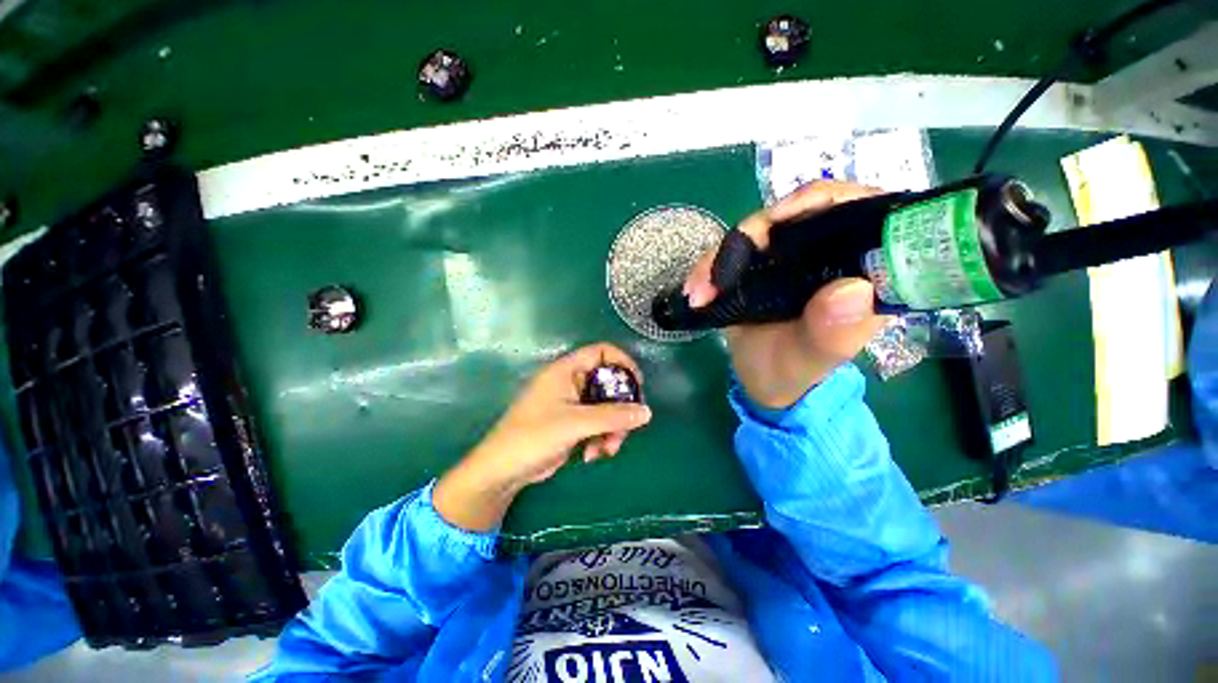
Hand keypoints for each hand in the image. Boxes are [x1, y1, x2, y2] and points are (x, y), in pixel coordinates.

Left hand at [434, 343, 652, 530]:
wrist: (504, 470)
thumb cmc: (534, 436)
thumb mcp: (575, 424)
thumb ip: (612, 417)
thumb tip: (646, 412)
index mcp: (567, 370)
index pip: (601, 352)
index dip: (623, 363)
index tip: (637, 385)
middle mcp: (571, 382)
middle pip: (609, 384)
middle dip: (619, 409)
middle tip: (625, 429)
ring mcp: (572, 403)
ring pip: (606, 408)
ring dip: (612, 429)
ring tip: (607, 451)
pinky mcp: (572, 423)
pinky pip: (598, 424)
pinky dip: (601, 438)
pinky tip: (592, 455)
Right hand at [683, 181, 890, 408]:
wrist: (760, 380)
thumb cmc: (795, 373)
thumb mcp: (813, 361)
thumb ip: (833, 333)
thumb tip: (852, 289)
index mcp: (861, 270)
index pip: (862, 209)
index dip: (826, 200)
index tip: (783, 217)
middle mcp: (829, 253)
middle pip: (800, 210)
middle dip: (756, 231)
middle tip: (722, 267)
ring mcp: (790, 255)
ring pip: (759, 229)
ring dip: (722, 254)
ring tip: (698, 291)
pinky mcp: (758, 264)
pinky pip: (732, 249)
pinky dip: (709, 266)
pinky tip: (694, 291)